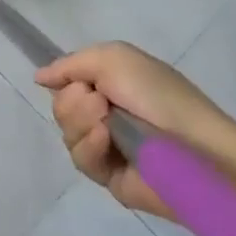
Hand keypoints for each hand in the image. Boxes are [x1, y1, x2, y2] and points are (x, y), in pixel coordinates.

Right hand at [36, 43, 235, 219]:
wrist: (196, 147)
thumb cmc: (159, 96)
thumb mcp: (114, 58)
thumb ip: (71, 64)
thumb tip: (39, 78)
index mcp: (111, 85)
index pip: (67, 83)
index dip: (64, 81)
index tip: (72, 81)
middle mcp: (106, 114)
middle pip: (61, 108)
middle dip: (71, 102)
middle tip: (98, 101)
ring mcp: (107, 146)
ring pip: (67, 133)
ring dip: (80, 122)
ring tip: (106, 121)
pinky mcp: (109, 176)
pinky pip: (80, 160)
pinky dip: (89, 146)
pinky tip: (106, 140)